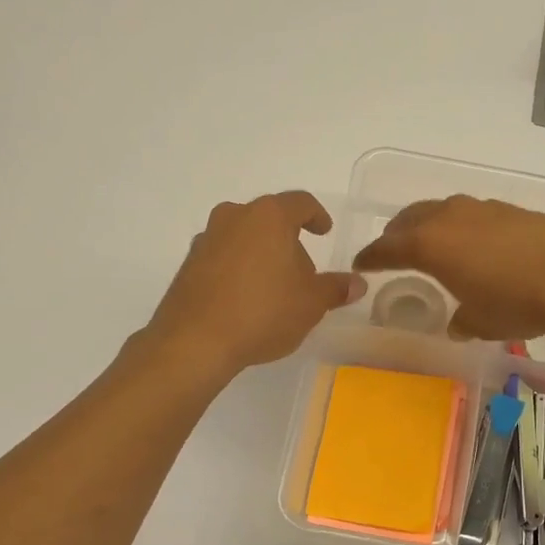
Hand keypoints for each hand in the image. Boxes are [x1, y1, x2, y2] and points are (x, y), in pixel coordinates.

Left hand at [145, 192, 364, 377]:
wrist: (195, 341)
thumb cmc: (263, 312)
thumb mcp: (311, 304)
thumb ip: (336, 288)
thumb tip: (356, 283)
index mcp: (269, 216)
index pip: (301, 203)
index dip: (317, 216)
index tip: (325, 231)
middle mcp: (234, 217)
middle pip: (269, 219)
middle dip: (288, 240)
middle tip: (302, 271)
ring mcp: (206, 239)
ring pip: (243, 237)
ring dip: (260, 254)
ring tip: (273, 288)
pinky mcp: (188, 264)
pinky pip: (222, 258)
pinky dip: (237, 270)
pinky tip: (245, 300)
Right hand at [352, 195, 544, 346]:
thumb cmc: (516, 302)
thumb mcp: (481, 322)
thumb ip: (463, 321)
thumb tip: (459, 323)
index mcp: (429, 244)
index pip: (387, 247)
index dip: (371, 257)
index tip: (360, 264)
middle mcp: (450, 218)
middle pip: (411, 219)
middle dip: (397, 233)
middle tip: (392, 249)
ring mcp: (483, 209)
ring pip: (443, 211)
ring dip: (431, 225)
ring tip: (433, 243)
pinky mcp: (512, 210)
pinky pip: (473, 215)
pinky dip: (463, 227)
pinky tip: (476, 245)